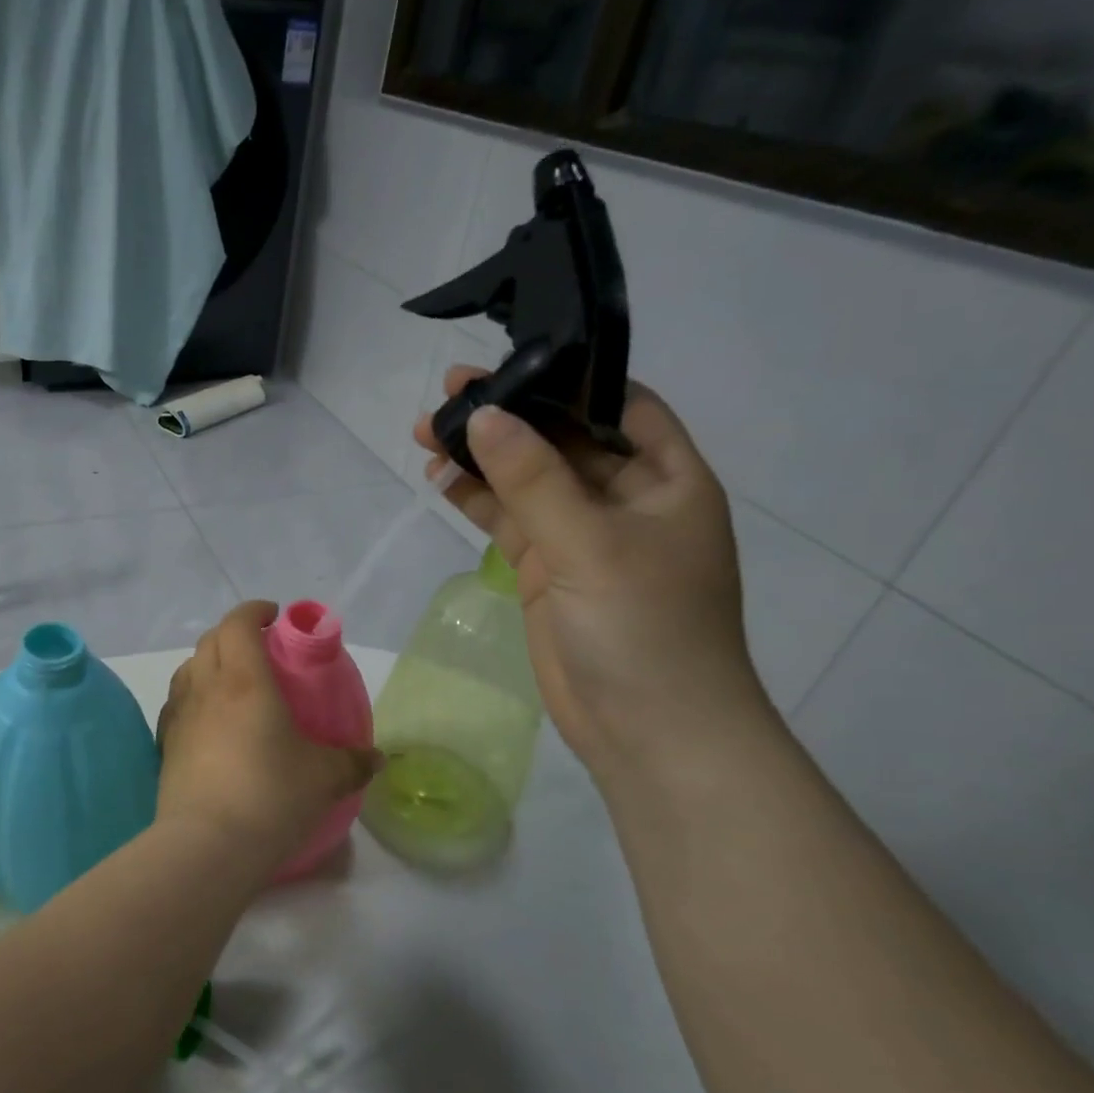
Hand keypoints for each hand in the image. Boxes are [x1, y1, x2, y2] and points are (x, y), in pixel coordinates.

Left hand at [156, 601, 379, 865]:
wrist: (206, 845)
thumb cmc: (270, 796)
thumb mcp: (323, 778)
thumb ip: (352, 762)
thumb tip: (377, 758)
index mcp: (244, 679)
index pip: (239, 623)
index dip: (254, 611)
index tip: (274, 616)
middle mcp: (206, 687)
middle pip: (210, 640)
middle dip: (234, 633)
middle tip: (260, 648)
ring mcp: (179, 715)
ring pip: (188, 669)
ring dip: (209, 662)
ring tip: (233, 682)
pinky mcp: (165, 745)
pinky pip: (177, 703)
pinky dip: (193, 696)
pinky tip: (208, 720)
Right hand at [414, 374, 767, 777]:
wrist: (648, 730)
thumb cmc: (643, 627)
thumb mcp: (590, 543)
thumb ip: (534, 478)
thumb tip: (483, 416)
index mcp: (666, 479)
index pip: (617, 406)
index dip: (566, 379)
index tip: (507, 362)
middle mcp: (626, 500)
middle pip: (561, 440)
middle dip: (508, 418)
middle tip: (446, 396)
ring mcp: (583, 537)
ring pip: (527, 481)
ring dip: (483, 459)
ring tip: (427, 434)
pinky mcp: (548, 571)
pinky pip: (511, 521)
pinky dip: (478, 500)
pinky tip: (441, 480)